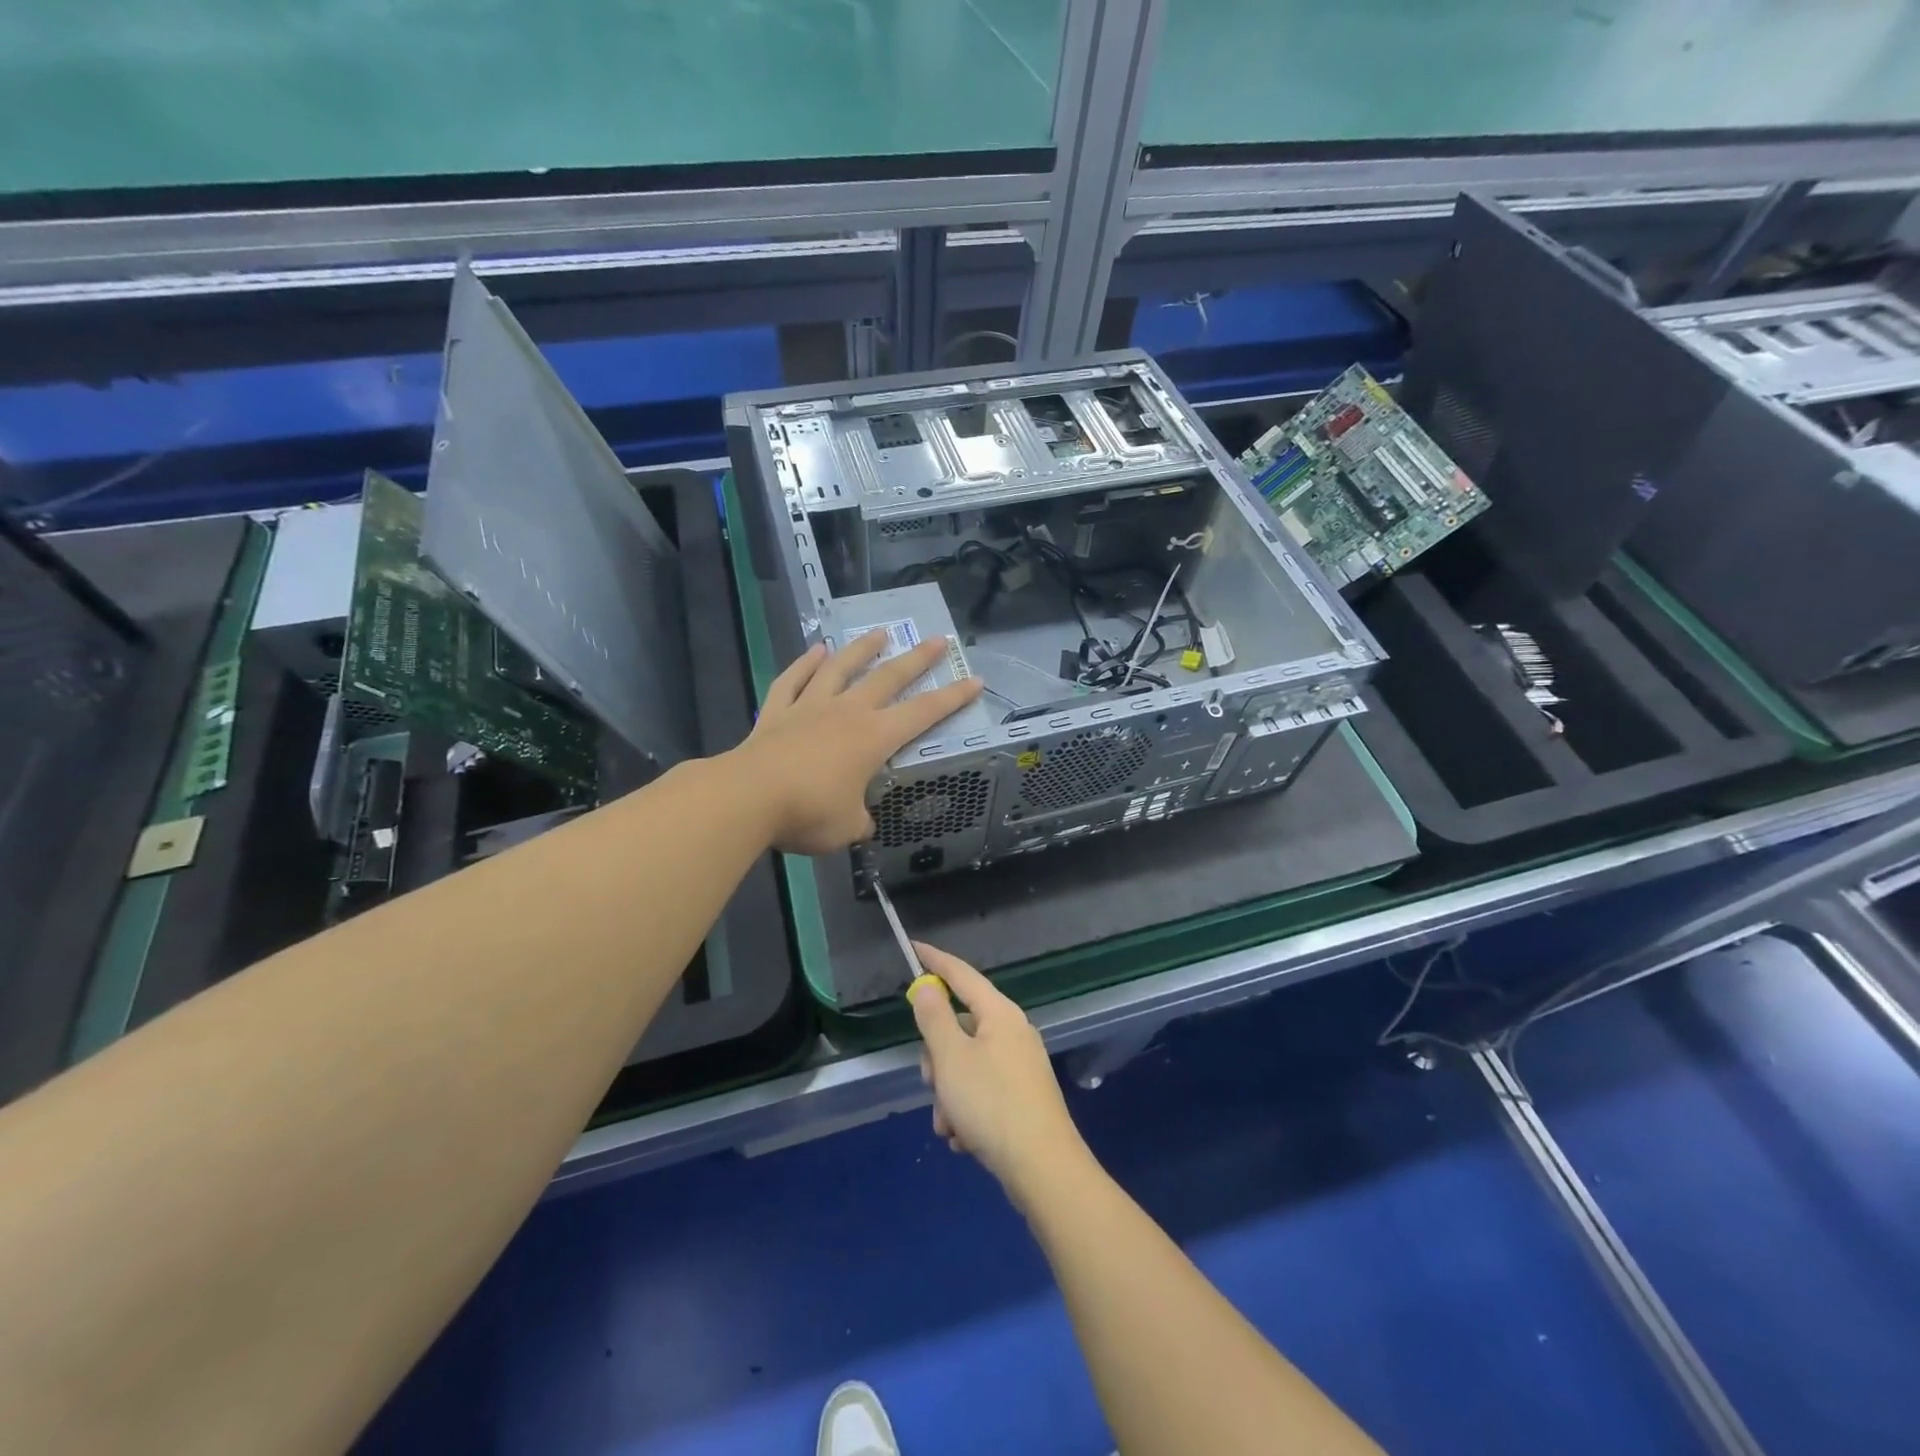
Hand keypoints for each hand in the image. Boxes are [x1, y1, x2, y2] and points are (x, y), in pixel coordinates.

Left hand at [729, 632, 983, 855]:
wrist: (748, 797)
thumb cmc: (808, 812)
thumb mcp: (847, 827)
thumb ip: (859, 820)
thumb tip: (861, 822)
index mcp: (874, 738)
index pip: (923, 713)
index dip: (952, 698)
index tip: (973, 679)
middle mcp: (847, 713)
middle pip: (887, 678)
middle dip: (915, 659)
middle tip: (936, 639)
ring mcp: (809, 707)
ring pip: (840, 668)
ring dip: (861, 649)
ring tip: (878, 632)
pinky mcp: (777, 712)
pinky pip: (793, 680)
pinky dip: (805, 663)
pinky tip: (816, 650)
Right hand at [909, 943, 1092, 1208]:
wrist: (1043, 1169)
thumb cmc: (992, 1104)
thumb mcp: (951, 1058)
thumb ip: (934, 1018)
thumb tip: (927, 986)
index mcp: (1000, 1014)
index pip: (962, 974)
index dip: (935, 961)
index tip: (914, 948)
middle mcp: (1013, 1033)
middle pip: (959, 1027)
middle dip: (937, 1058)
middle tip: (932, 1083)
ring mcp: (1020, 1066)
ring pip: (965, 1065)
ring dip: (948, 1094)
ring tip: (950, 1125)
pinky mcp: (1022, 1097)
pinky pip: (981, 1092)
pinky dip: (966, 1111)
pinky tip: (964, 1139)